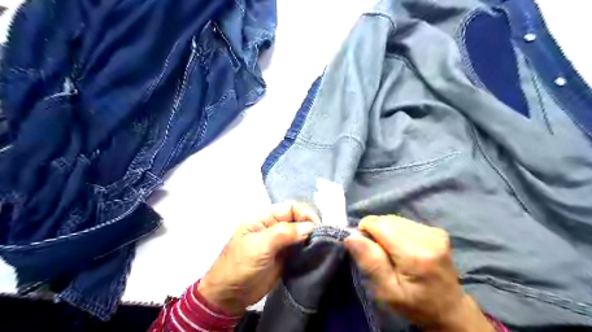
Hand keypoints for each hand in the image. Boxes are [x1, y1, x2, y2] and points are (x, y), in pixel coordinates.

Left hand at [197, 201, 319, 314]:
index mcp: (264, 218)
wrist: (230, 296)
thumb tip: (310, 227)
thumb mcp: (259, 246)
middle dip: (311, 226)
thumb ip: (284, 233)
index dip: (305, 214)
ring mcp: (280, 243)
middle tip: (323, 239)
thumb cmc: (240, 266)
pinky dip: (309, 250)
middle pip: (298, 220)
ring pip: (301, 235)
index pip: (290, 208)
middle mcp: (274, 228)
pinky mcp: (285, 257)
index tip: (317, 227)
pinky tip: (317, 254)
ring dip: (312, 239)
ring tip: (323, 247)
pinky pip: (300, 249)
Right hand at [346, 216, 495, 331]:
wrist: (449, 309)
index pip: (379, 224)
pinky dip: (397, 232)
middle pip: (386, 219)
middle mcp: (428, 236)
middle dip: (376, 233)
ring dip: (386, 232)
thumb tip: (351, 236)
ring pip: (394, 219)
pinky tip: (403, 248)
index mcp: (416, 253)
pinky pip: (404, 222)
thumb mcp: (387, 292)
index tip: (368, 251)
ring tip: (393, 253)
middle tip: (381, 256)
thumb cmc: (414, 305)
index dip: (366, 232)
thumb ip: (371, 262)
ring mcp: (434, 231)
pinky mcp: (436, 230)